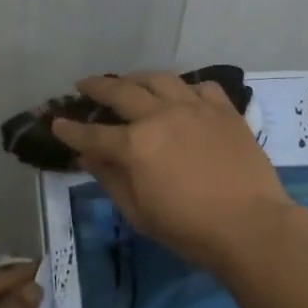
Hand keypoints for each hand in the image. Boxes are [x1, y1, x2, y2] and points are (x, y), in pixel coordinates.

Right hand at [52, 72, 296, 271]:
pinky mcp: (223, 108)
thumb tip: (88, 156)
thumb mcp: (139, 212)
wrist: (250, 225)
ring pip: (159, 78)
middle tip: (85, 85)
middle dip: (97, 87)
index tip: (57, 123)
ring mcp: (194, 106)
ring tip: (130, 81)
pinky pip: (201, 86)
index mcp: (135, 145)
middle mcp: (160, 115)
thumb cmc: (189, 229)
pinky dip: (186, 88)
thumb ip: (111, 178)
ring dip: (138, 78)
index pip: (92, 134)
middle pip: (121, 91)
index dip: (70, 130)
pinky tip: (182, 95)